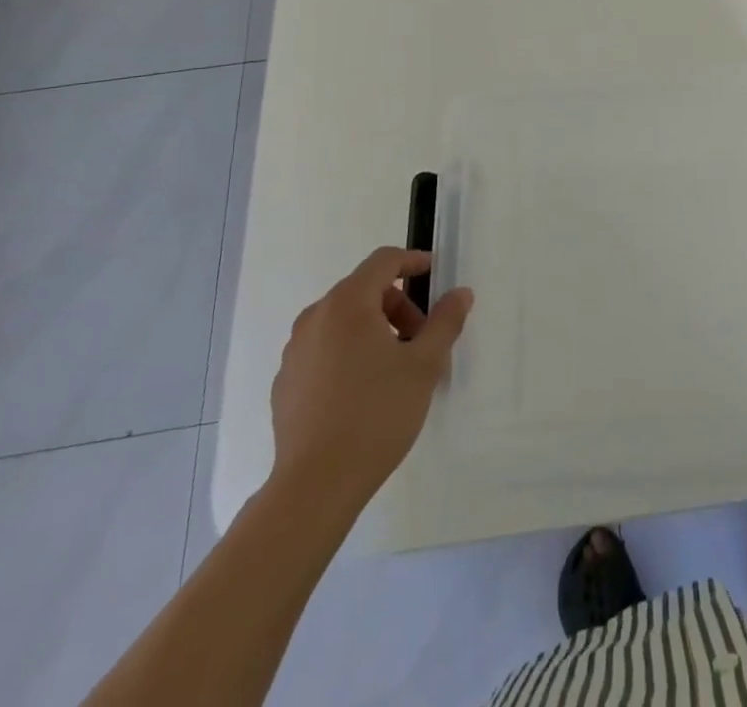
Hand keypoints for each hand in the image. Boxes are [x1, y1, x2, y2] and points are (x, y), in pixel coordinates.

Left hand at [268, 247, 472, 505]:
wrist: (314, 485)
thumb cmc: (376, 414)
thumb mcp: (424, 366)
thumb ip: (445, 322)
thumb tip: (460, 293)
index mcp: (348, 304)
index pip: (384, 261)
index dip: (413, 261)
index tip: (435, 275)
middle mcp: (316, 317)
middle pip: (363, 290)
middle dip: (398, 305)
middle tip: (421, 339)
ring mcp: (295, 350)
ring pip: (343, 321)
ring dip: (374, 329)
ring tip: (396, 369)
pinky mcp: (286, 382)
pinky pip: (325, 349)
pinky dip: (349, 353)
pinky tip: (364, 393)